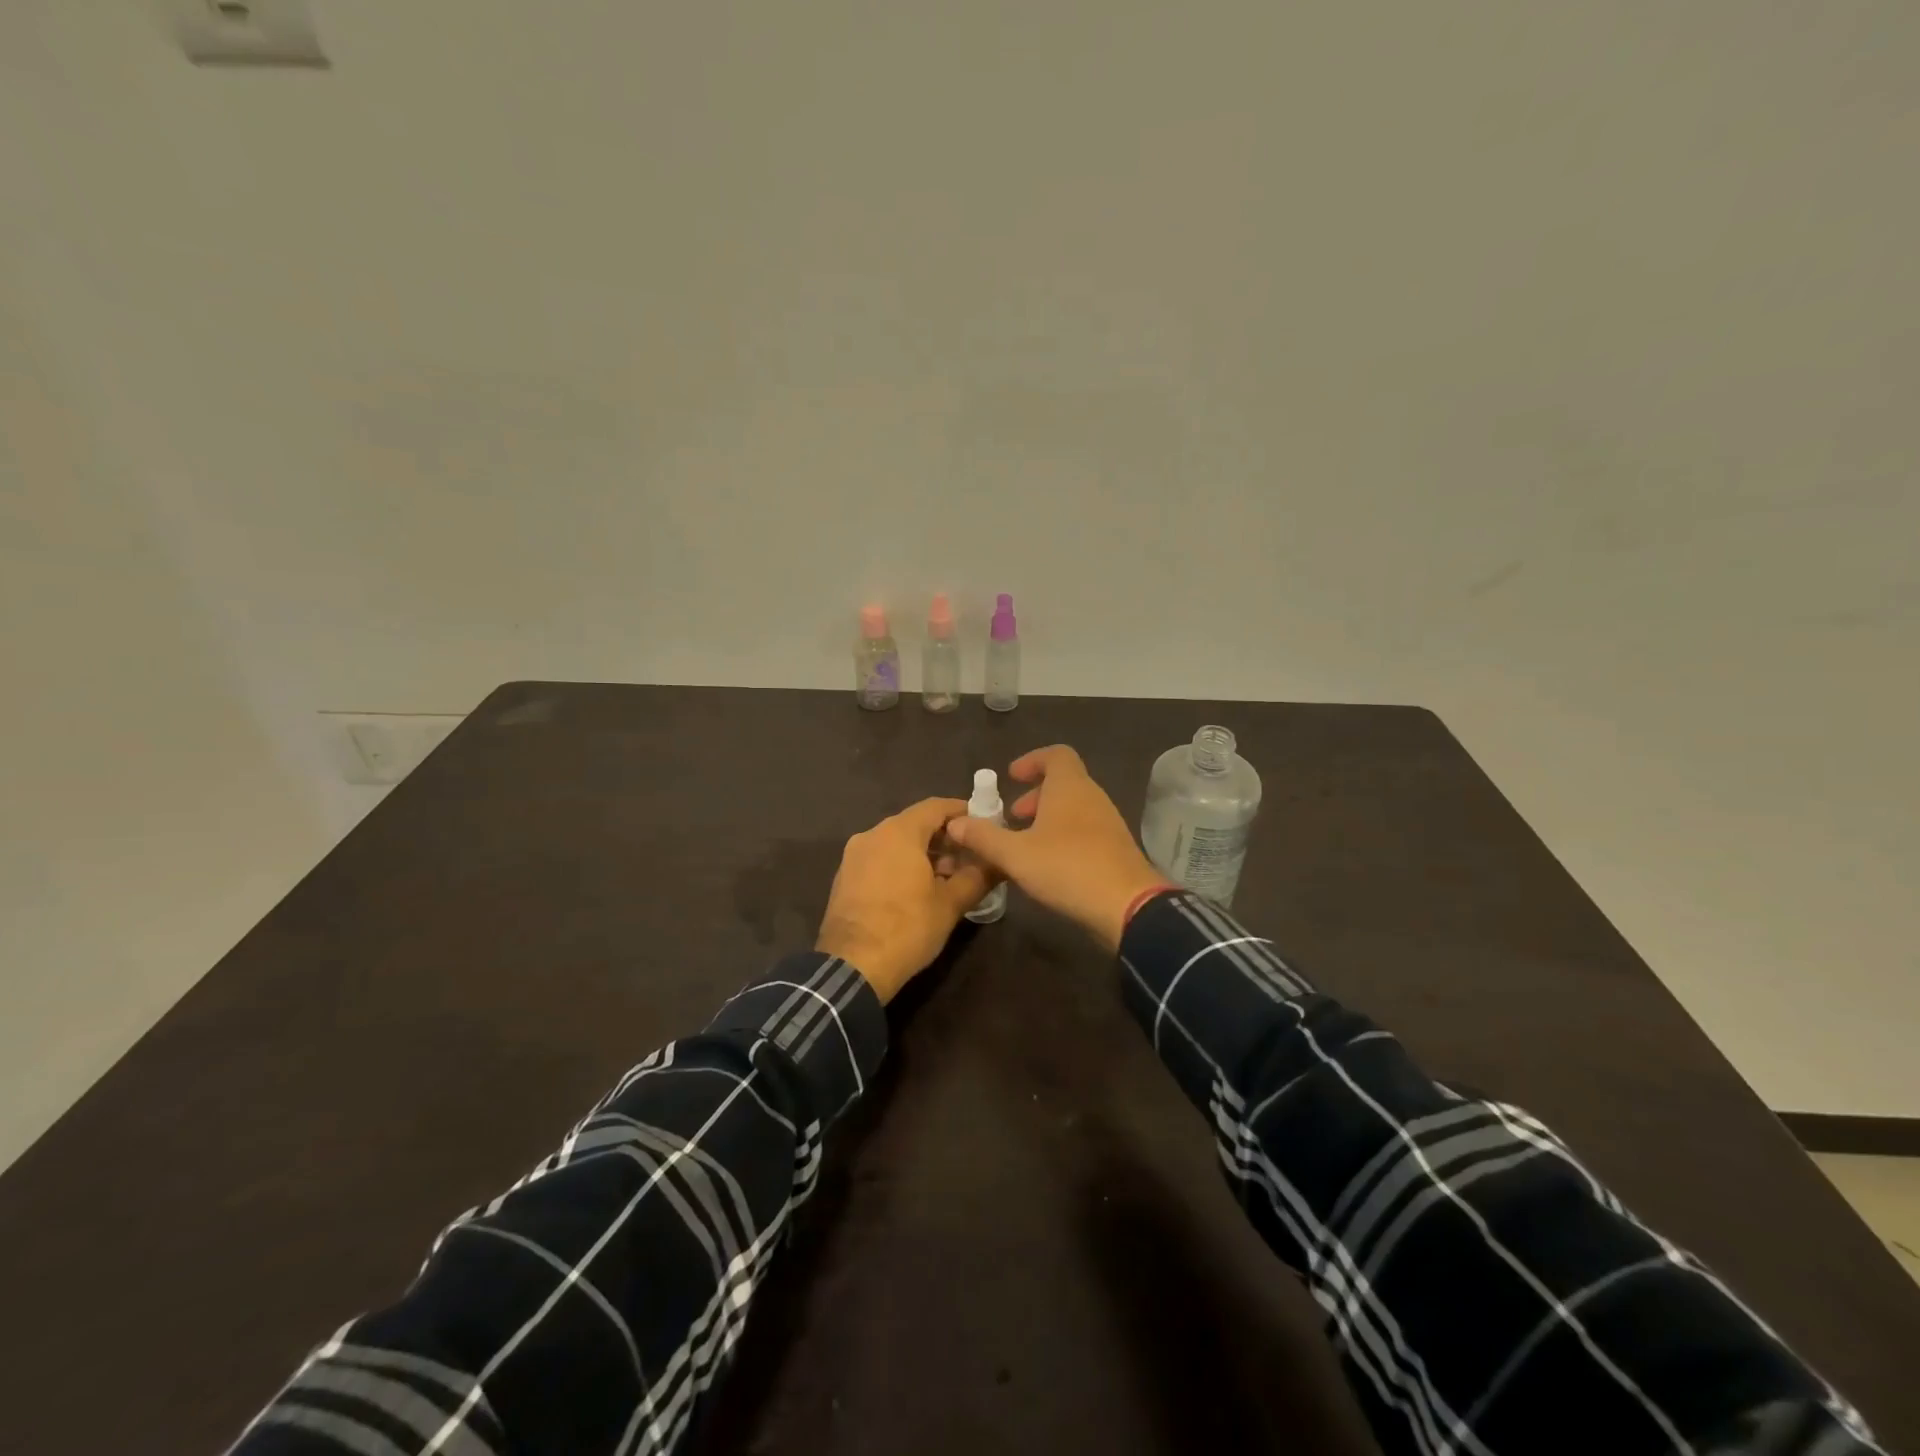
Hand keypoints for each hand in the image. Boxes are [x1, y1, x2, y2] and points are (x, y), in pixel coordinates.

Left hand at [816, 797, 991, 1002]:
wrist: (852, 967)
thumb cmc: (907, 928)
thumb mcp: (951, 904)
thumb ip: (978, 876)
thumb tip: (999, 862)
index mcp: (899, 832)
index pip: (936, 806)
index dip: (962, 813)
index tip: (983, 826)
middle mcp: (873, 834)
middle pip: (915, 824)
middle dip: (945, 838)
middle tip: (970, 859)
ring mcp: (854, 855)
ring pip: (896, 842)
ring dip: (923, 854)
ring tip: (947, 879)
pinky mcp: (844, 877)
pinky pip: (879, 859)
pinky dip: (900, 865)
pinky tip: (917, 891)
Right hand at [944, 745, 1170, 951]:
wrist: (1127, 906)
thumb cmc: (1067, 867)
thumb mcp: (1015, 854)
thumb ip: (983, 837)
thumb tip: (954, 822)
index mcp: (1069, 787)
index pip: (1056, 754)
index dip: (1032, 760)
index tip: (1011, 778)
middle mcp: (1092, 797)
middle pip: (1063, 782)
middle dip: (1034, 795)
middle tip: (1012, 817)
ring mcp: (1108, 822)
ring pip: (1074, 808)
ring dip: (1048, 818)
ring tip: (1024, 844)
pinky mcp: (1115, 848)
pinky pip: (1085, 829)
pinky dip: (1063, 835)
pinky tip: (1047, 864)